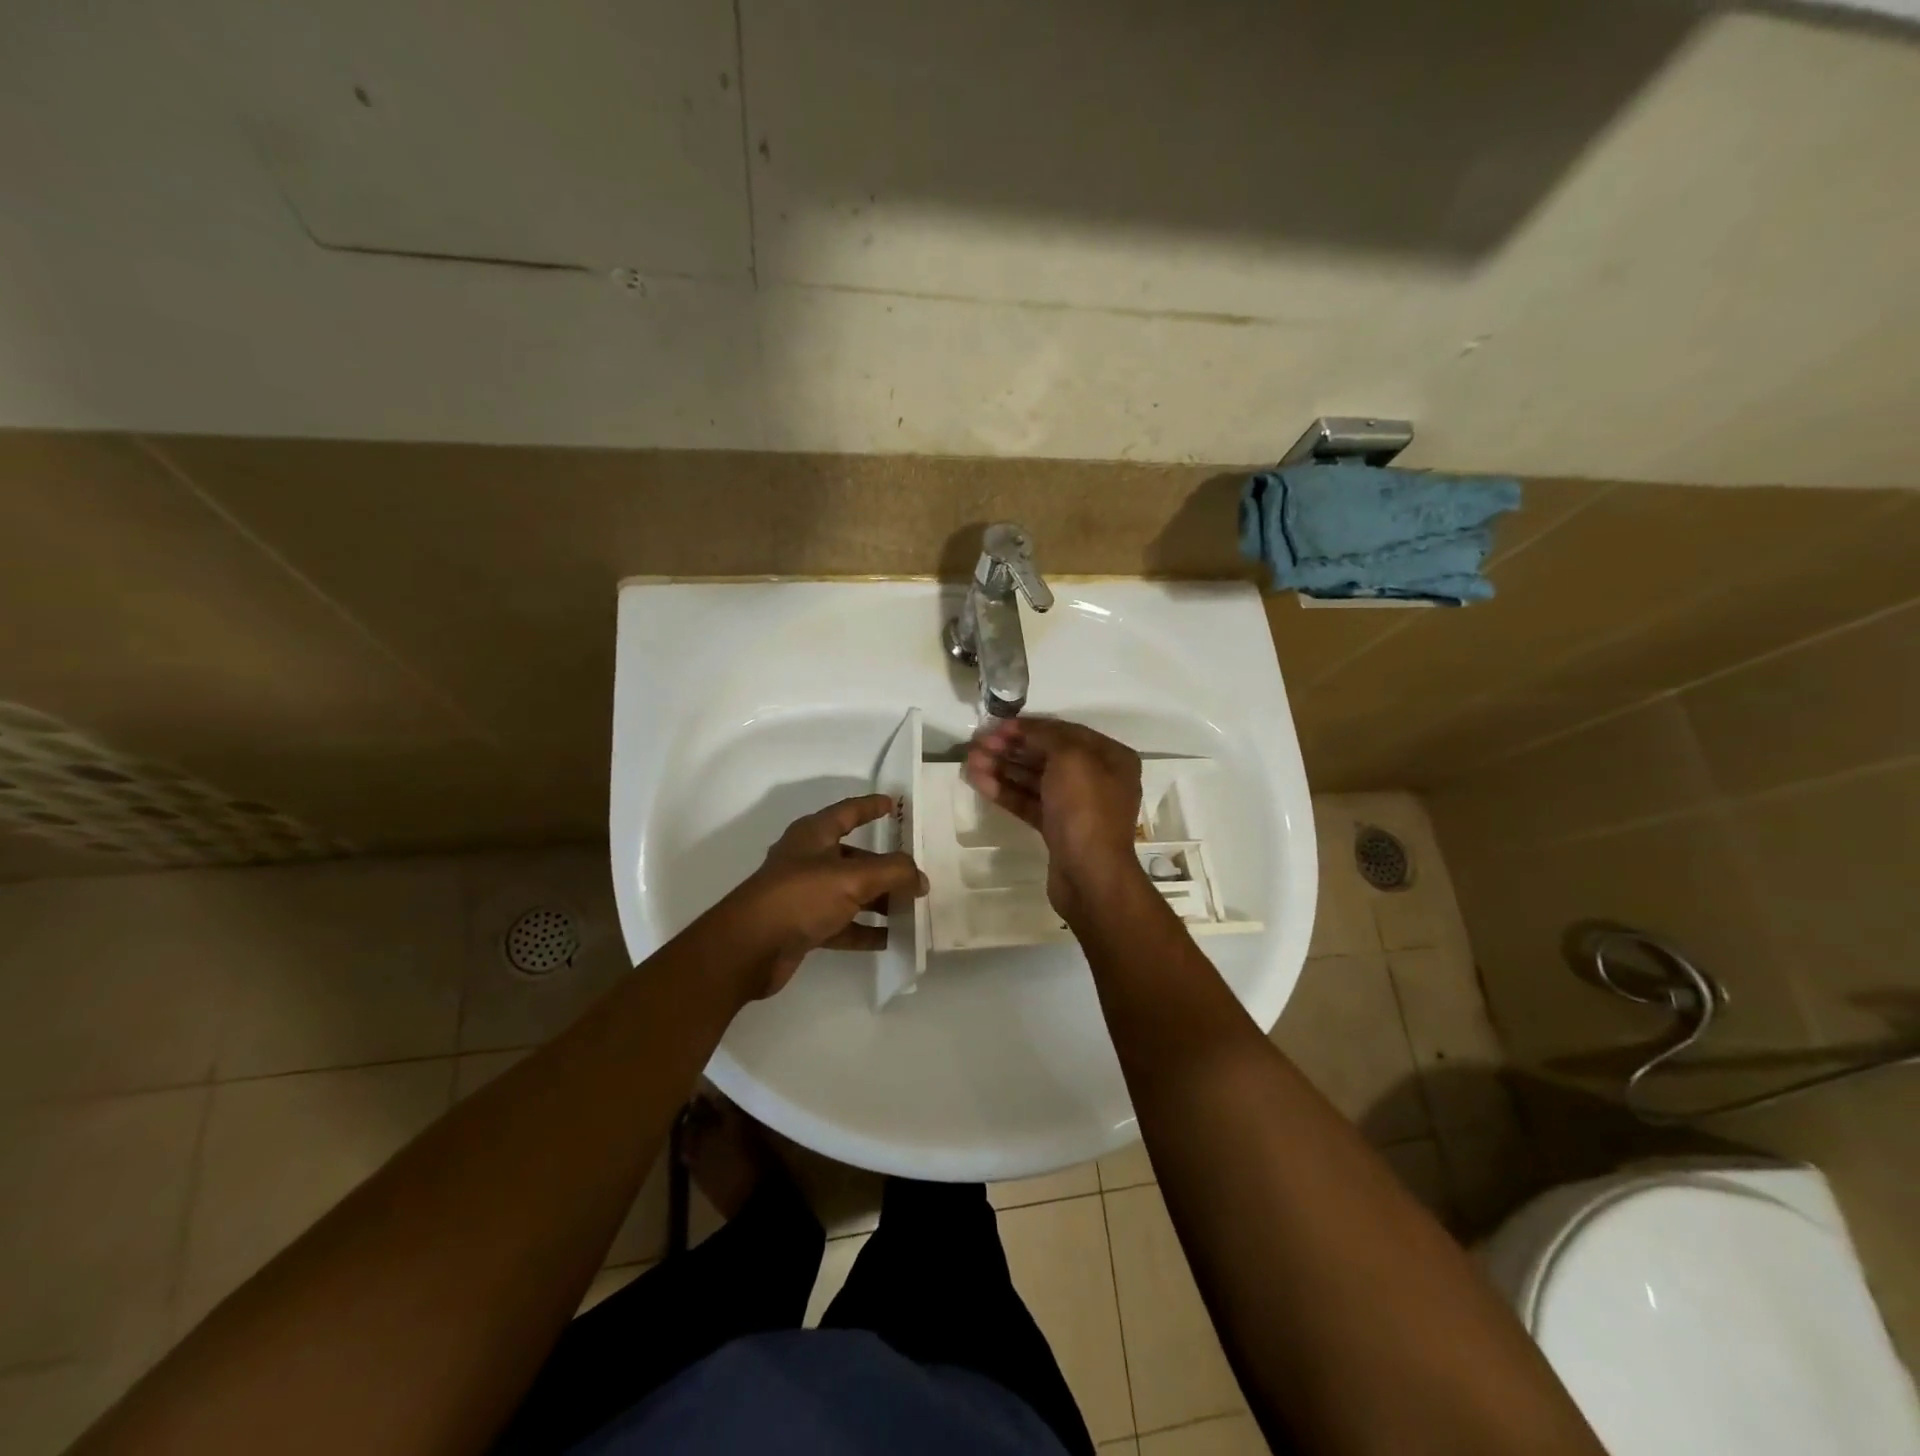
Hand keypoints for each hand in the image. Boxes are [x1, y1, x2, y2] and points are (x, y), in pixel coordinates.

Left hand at [723, 794, 926, 998]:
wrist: (748, 949)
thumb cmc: (799, 897)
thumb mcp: (852, 878)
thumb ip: (893, 873)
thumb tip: (921, 878)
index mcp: (813, 835)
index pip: (848, 812)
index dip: (870, 806)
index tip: (893, 804)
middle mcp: (808, 860)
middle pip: (854, 857)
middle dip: (885, 865)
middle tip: (916, 873)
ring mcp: (804, 895)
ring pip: (850, 892)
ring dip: (879, 900)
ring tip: (911, 909)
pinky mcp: (803, 927)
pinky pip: (842, 924)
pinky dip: (864, 929)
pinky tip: (890, 939)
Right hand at [965, 717, 1143, 920]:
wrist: (1090, 875)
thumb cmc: (1085, 809)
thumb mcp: (1070, 758)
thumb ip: (1046, 735)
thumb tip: (1025, 729)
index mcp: (1110, 757)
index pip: (1064, 732)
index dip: (1029, 727)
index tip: (996, 726)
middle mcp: (1097, 778)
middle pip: (1047, 755)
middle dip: (1011, 748)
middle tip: (976, 744)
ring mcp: (1076, 806)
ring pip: (1035, 780)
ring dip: (1003, 768)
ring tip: (970, 762)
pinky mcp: (1058, 829)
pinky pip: (1029, 802)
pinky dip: (1006, 791)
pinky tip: (979, 782)